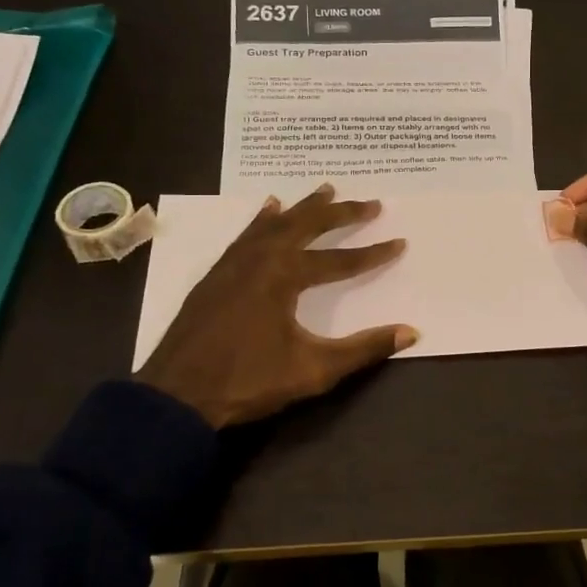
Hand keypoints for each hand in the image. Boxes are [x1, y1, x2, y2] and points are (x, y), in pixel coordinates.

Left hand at [137, 185, 417, 428]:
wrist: (176, 396)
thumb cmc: (248, 382)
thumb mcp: (314, 370)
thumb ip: (364, 349)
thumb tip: (411, 331)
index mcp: (285, 276)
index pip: (340, 261)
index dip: (373, 254)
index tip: (400, 242)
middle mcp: (261, 259)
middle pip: (308, 227)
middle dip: (342, 214)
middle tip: (372, 203)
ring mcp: (234, 263)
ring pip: (276, 223)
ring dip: (304, 207)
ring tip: (327, 190)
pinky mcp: (216, 274)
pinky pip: (246, 234)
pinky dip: (263, 219)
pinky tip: (270, 208)